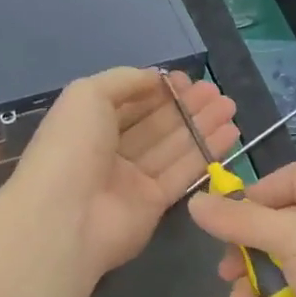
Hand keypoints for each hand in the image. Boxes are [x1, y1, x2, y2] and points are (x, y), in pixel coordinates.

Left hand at [10, 66, 237, 278]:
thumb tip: (156, 78)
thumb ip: (124, 80)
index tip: (189, 79)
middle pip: (156, 124)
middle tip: (218, 93)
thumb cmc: (71, 148)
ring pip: (173, 146)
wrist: (65, 218)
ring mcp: (132, 179)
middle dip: (187, 106)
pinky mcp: (153, 204)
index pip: (131, 102)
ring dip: (202, 125)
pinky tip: (230, 133)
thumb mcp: (87, 95)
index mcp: (89, 124)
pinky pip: (183, 172)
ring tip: (231, 107)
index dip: (159, 90)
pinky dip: (206, 152)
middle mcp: (110, 150)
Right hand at [187, 162, 295, 296]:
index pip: (288, 181)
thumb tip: (195, 202)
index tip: (226, 217)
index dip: (255, 195)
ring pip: (273, 271)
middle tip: (226, 272)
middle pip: (272, 229)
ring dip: (251, 289)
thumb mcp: (292, 238)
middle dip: (243, 253)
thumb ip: (241, 221)